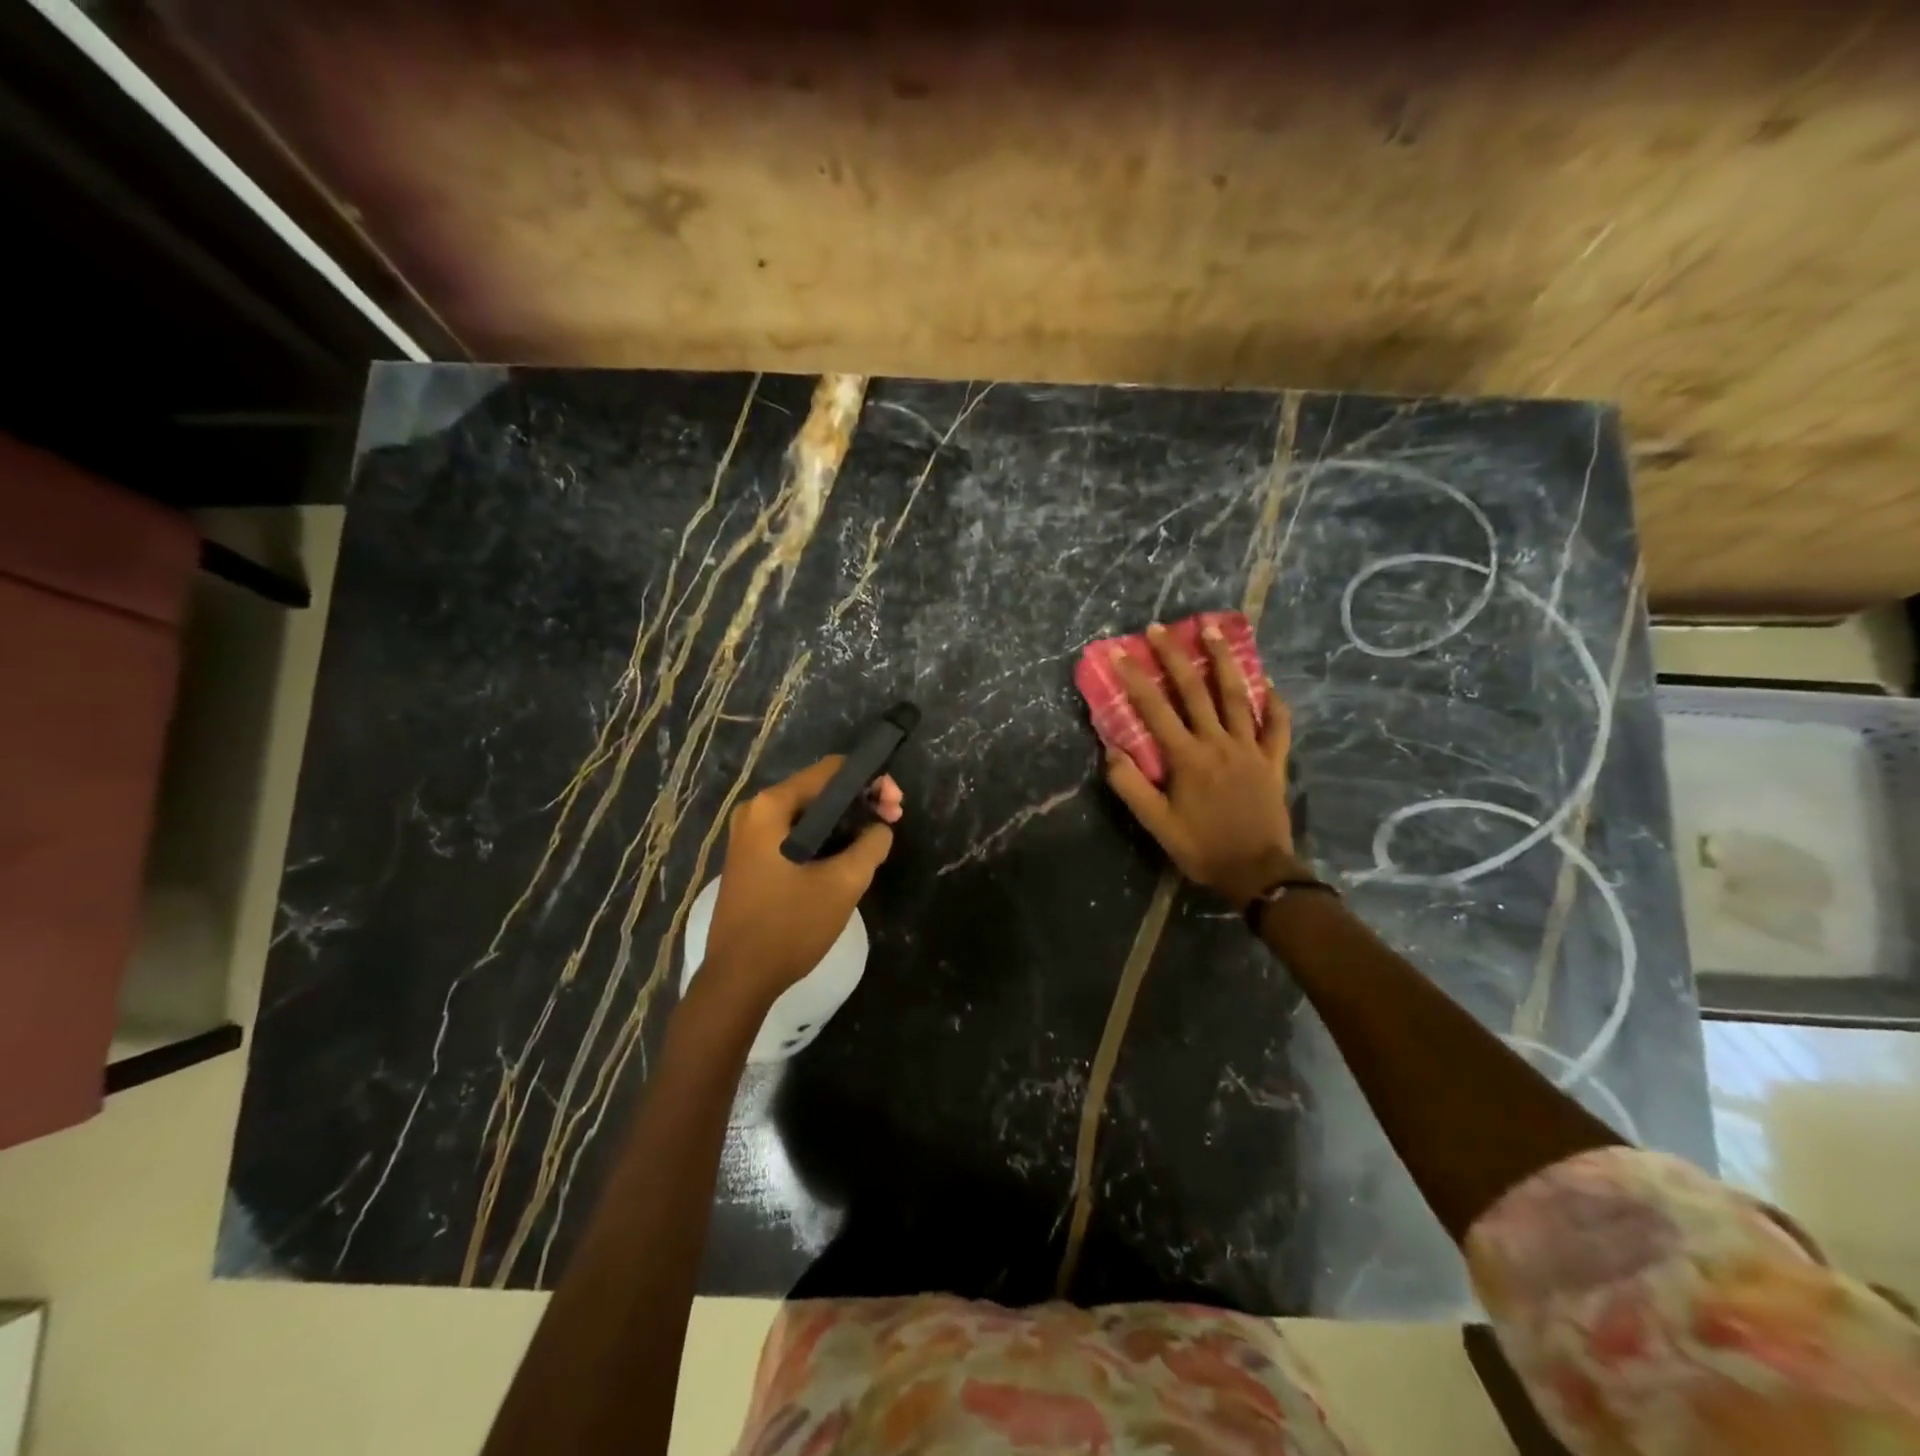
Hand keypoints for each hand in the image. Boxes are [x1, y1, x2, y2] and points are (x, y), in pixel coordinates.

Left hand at [703, 759, 902, 1001]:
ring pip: (808, 814)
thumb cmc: (789, 926)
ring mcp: (749, 836)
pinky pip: (795, 834)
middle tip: (893, 822)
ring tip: (876, 841)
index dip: (870, 781)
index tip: (896, 806)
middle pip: (819, 790)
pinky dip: (824, 838)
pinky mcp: (752, 859)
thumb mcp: (842, 884)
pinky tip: (847, 857)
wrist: (738, 980)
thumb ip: (871, 845)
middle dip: (860, 802)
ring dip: (844, 822)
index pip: (831, 771)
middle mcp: (756, 812)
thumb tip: (881, 828)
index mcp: (772, 807)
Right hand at [1104, 620, 1299, 907]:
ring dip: (1224, 661)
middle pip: (1195, 691)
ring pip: (1236, 696)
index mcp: (1187, 758)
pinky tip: (1266, 682)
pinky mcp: (1273, 760)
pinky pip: (1276, 725)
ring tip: (1214, 631)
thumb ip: (1131, 786)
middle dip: (1175, 656)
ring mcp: (1250, 748)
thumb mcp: (1156, 825)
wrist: (1257, 872)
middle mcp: (1218, 743)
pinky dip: (1273, 702)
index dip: (1134, 678)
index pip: (1154, 709)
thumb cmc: (1201, 848)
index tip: (1119, 651)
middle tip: (1161, 628)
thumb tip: (1111, 750)